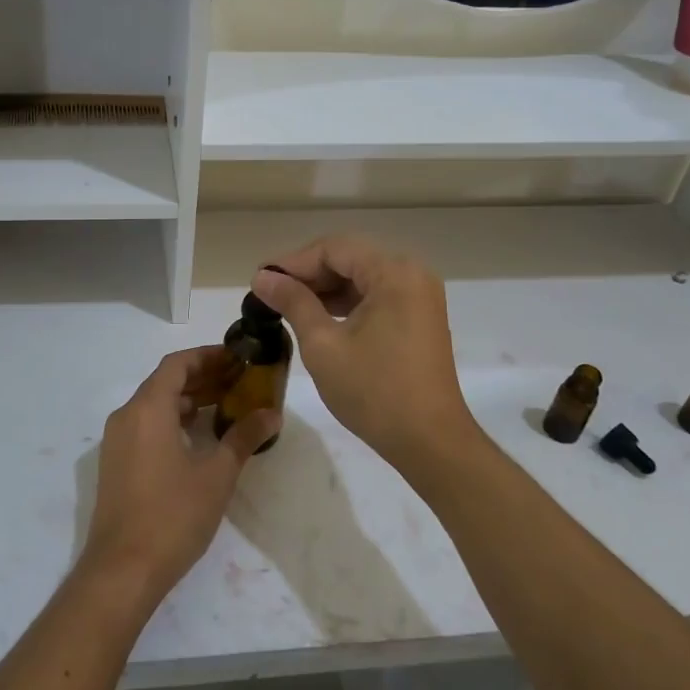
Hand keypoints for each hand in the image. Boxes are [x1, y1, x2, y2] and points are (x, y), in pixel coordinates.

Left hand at [79, 347, 278, 612]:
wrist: (122, 570)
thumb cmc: (173, 515)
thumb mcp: (216, 475)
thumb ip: (243, 438)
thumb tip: (272, 414)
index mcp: (147, 409)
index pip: (177, 364)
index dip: (208, 356)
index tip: (238, 359)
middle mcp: (126, 416)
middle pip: (165, 382)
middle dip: (202, 377)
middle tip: (239, 382)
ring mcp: (117, 441)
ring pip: (154, 405)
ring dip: (188, 400)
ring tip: (225, 406)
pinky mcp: (116, 463)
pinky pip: (145, 425)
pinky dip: (172, 420)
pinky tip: (199, 437)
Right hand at [252, 237, 480, 479]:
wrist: (429, 441)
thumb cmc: (374, 391)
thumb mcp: (323, 344)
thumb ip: (293, 302)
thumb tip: (262, 277)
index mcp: (394, 272)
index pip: (334, 249)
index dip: (293, 262)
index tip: (260, 280)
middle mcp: (412, 274)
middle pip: (350, 258)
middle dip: (309, 274)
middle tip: (270, 293)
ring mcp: (420, 296)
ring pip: (363, 276)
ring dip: (326, 288)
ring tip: (288, 306)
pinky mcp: (420, 317)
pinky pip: (377, 295)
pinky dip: (347, 302)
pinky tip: (319, 317)